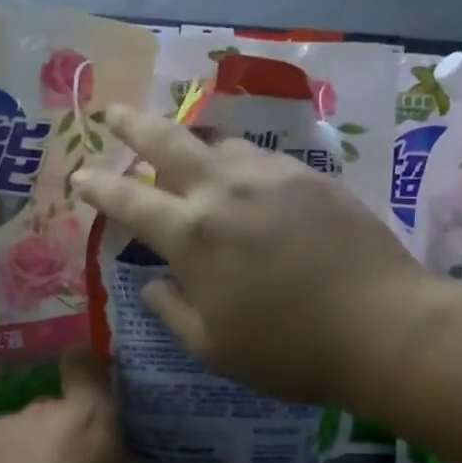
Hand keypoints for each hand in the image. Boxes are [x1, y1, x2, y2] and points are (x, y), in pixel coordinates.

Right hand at [74, 105, 425, 407]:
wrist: (382, 326)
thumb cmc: (289, 350)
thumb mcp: (214, 348)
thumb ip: (174, 311)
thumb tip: (152, 285)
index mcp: (192, 235)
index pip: (129, 200)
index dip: (98, 186)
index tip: (80, 176)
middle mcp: (225, 191)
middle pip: (169, 142)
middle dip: (134, 125)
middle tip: (115, 112)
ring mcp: (272, 177)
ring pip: (219, 141)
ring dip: (191, 138)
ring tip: (182, 141)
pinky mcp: (312, 177)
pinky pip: (261, 156)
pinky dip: (238, 158)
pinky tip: (242, 170)